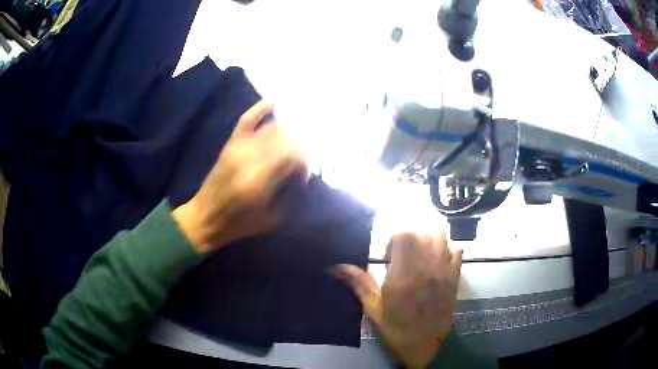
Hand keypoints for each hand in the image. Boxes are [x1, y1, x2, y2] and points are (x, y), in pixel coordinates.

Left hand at [172, 101, 307, 253]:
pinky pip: (247, 120)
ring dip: (289, 129)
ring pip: (271, 129)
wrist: (206, 218)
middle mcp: (249, 159)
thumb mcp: (272, 218)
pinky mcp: (230, 145)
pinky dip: (260, 109)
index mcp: (260, 182)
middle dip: (301, 144)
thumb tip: (302, 172)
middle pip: (285, 139)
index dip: (306, 161)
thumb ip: (290, 193)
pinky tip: (274, 102)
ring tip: (299, 133)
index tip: (307, 171)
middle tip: (307, 153)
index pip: (293, 157)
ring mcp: (238, 149)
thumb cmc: (239, 223)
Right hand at [336, 233, 461, 367]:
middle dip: (409, 239)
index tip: (388, 257)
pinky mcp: (455, 278)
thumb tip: (338, 267)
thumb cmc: (397, 328)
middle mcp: (426, 268)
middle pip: (421, 233)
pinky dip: (447, 250)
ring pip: (440, 238)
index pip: (403, 236)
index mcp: (403, 275)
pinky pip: (456, 251)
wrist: (426, 345)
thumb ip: (359, 284)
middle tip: (402, 256)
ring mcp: (443, 271)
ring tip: (421, 256)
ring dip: (429, 241)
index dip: (393, 240)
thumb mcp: (374, 309)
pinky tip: (438, 262)